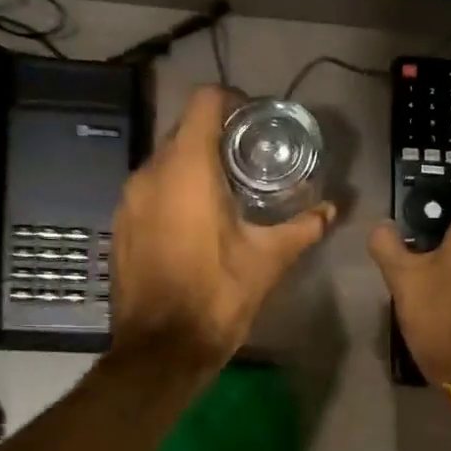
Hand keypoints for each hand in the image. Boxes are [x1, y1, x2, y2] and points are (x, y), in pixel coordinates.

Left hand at [110, 86, 334, 367]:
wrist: (161, 349)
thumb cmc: (216, 296)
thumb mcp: (268, 260)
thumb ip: (302, 228)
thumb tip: (331, 210)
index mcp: (187, 169)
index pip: (204, 102)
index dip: (232, 102)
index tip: (255, 124)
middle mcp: (150, 173)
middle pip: (183, 131)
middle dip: (216, 138)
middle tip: (249, 160)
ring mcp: (128, 200)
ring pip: (163, 162)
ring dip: (193, 167)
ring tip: (225, 192)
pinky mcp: (120, 225)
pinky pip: (149, 191)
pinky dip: (172, 192)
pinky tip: (195, 222)